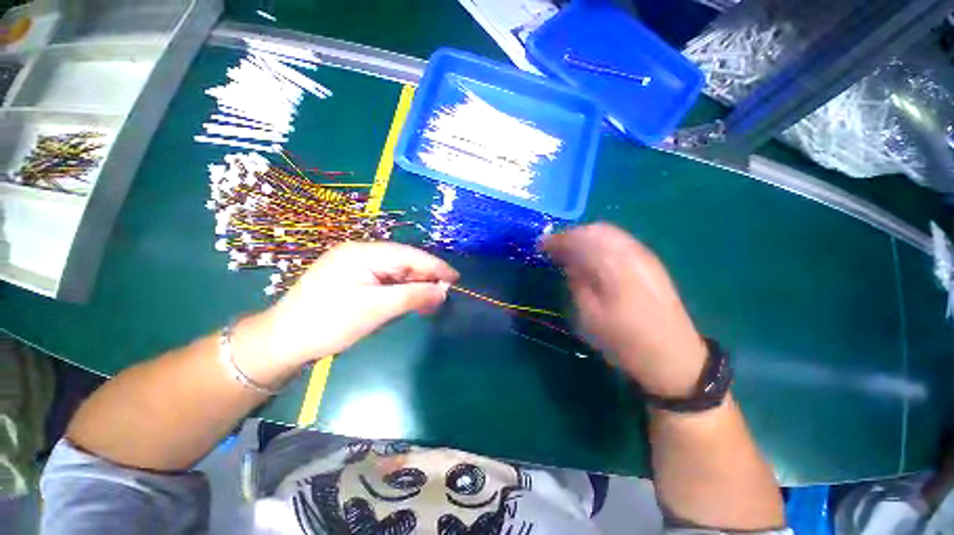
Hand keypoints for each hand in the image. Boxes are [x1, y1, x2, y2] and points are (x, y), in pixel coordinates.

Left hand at [237, 242, 458, 383]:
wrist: (284, 341)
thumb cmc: (330, 322)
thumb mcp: (376, 309)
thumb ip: (413, 296)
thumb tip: (443, 291)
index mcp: (363, 253)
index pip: (409, 255)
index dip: (435, 266)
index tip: (456, 278)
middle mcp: (361, 253)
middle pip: (403, 262)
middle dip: (425, 278)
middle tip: (443, 295)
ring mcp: (355, 265)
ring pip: (396, 272)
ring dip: (413, 286)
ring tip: (429, 303)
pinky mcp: (353, 278)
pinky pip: (385, 281)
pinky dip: (400, 291)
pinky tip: (409, 302)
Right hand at [542, 223, 706, 396]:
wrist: (672, 355)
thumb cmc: (624, 339)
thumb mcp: (589, 315)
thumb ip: (576, 282)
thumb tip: (567, 261)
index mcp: (613, 266)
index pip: (579, 239)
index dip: (557, 240)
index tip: (540, 246)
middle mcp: (631, 252)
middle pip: (595, 229)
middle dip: (570, 235)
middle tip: (553, 248)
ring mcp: (644, 255)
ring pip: (608, 232)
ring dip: (584, 236)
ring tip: (569, 251)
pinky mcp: (650, 261)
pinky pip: (619, 240)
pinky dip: (600, 241)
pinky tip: (592, 255)